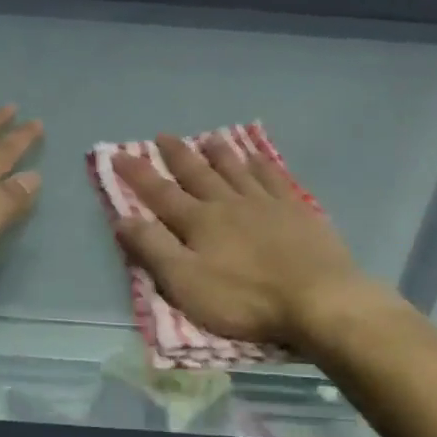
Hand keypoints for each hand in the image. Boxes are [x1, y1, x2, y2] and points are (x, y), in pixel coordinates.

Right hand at [112, 134, 386, 347]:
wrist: (317, 299)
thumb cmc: (245, 299)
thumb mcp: (187, 284)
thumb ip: (154, 250)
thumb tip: (123, 218)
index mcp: (200, 222)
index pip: (160, 193)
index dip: (138, 174)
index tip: (118, 155)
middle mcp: (229, 203)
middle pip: (198, 173)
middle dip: (178, 155)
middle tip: (164, 136)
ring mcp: (266, 203)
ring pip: (236, 169)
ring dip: (220, 153)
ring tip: (209, 138)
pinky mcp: (297, 210)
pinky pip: (274, 177)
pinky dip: (261, 164)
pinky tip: (258, 157)